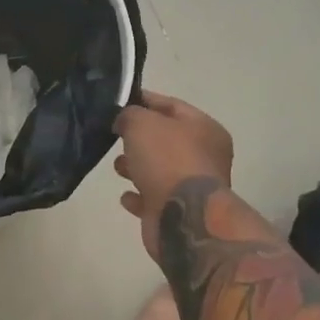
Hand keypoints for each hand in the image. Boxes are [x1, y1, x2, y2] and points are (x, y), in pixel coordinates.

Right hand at [114, 89, 233, 260]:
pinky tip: (125, 196)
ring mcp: (194, 187)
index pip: (172, 105)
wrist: (183, 218)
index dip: (144, 101)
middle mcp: (205, 156)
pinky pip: (154, 198)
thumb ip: (129, 114)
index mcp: (205, 129)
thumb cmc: (167, 160)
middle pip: (166, 139)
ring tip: (117, 166)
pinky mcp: (179, 213)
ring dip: (137, 167)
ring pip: (160, 170)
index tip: (118, 102)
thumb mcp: (142, 123)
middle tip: (115, 136)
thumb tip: (124, 121)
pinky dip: (139, 196)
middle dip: (138, 138)